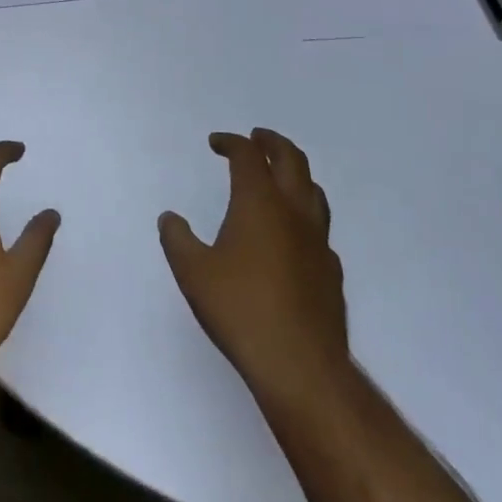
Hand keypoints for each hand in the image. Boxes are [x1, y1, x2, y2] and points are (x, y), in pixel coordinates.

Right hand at [160, 129, 349, 410]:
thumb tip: (170, 218)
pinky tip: (293, 233)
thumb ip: (177, 239)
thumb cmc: (239, 309)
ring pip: (314, 190)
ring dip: (295, 173)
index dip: (231, 142)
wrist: (299, 363)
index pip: (248, 155)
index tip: (216, 142)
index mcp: (259, 202)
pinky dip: (304, 214)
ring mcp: (318, 240)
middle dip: (272, 142)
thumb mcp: (192, 272)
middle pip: (291, 159)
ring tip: (279, 176)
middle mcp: (293, 211)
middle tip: (256, 138)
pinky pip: (320, 227)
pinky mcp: (331, 270)